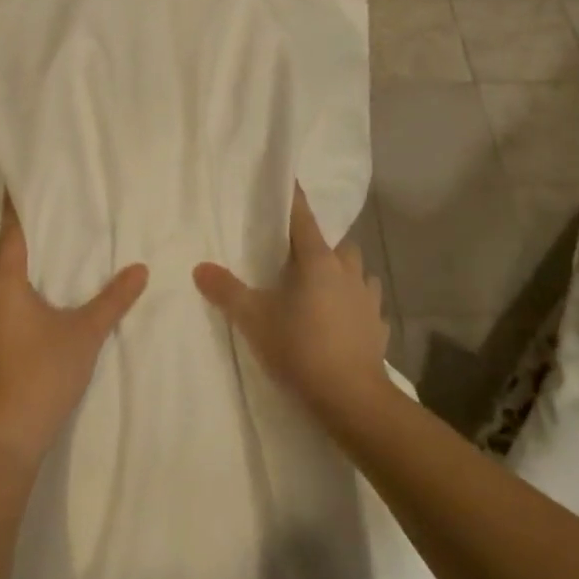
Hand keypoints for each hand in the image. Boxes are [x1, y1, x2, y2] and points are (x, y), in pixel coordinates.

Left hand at [0, 195, 147, 469]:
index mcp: (3, 286)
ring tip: (4, 278)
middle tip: (11, 238)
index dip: (10, 212)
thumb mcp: (86, 334)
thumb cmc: (45, 374)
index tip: (8, 189)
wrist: (2, 437)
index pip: (8, 237)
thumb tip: (140, 270)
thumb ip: (113, 300)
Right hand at [193, 184, 390, 424]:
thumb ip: (227, 291)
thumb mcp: (254, 319)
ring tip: (323, 286)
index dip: (294, 200)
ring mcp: (368, 299)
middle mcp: (348, 272)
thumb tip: (200, 267)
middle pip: (337, 245)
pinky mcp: (378, 326)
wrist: (350, 396)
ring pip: (358, 271)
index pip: (304, 219)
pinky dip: (356, 304)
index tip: (290, 182)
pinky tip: (345, 318)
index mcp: (317, 262)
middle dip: (321, 245)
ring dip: (343, 272)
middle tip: (298, 258)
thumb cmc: (299, 348)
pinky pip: (368, 304)